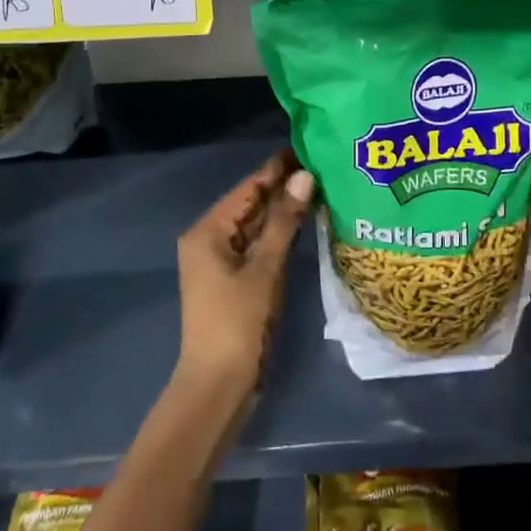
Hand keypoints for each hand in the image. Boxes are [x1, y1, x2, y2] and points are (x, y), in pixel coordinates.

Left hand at [175, 149, 314, 400]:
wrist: (218, 383)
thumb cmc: (237, 322)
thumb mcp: (264, 268)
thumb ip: (283, 221)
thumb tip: (304, 176)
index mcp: (207, 231)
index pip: (247, 188)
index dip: (277, 168)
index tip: (307, 147)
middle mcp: (209, 239)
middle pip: (250, 205)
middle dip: (283, 188)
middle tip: (323, 165)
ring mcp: (220, 261)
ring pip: (255, 226)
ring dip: (283, 211)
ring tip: (321, 186)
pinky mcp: (233, 279)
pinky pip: (257, 246)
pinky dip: (278, 235)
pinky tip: (305, 222)